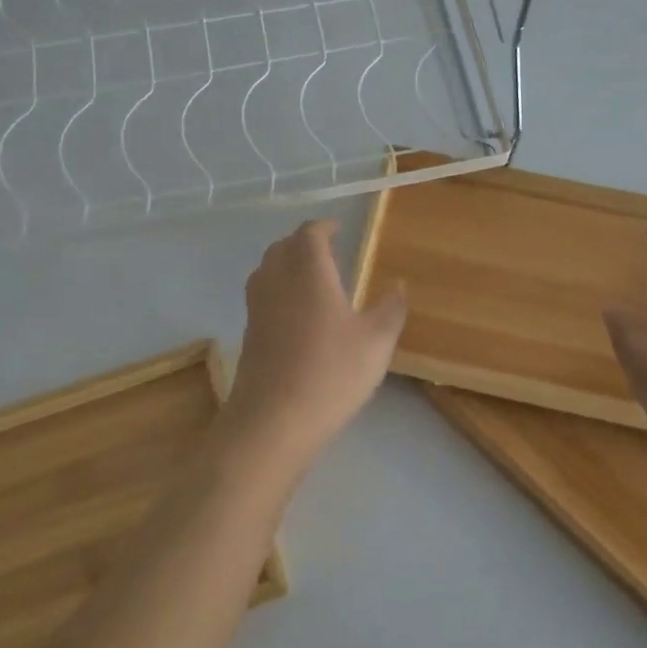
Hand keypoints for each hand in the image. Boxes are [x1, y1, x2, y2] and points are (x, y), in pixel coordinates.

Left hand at [221, 219, 406, 462]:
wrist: (273, 420)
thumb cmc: (331, 373)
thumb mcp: (376, 342)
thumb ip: (390, 309)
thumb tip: (398, 285)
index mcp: (308, 271)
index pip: (310, 233)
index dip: (323, 227)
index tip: (338, 229)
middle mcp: (277, 280)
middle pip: (283, 246)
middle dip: (303, 242)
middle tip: (326, 250)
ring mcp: (257, 307)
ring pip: (267, 270)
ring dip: (287, 264)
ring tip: (311, 278)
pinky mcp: (248, 333)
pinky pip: (262, 296)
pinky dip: (278, 290)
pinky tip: (297, 314)